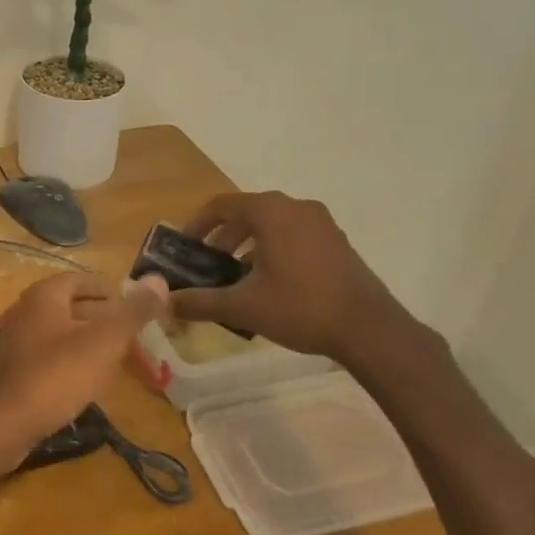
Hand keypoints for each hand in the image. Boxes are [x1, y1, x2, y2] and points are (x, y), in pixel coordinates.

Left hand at [0, 271, 168, 468]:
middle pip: (74, 306)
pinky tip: (91, 381)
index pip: (83, 280)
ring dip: (93, 343)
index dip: (113, 291)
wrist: (4, 425)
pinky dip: (74, 360)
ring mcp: (16, 340)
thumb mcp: (104, 342)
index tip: (138, 309)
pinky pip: (50, 355)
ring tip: (121, 361)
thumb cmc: (57, 375)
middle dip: (108, 321)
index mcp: (44, 295)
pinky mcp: (14, 369)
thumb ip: (133, 312)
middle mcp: (26, 310)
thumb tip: (160, 279)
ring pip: (64, 332)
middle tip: (137, 340)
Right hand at [169, 192, 425, 368]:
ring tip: (235, 276)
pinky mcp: (337, 241)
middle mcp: (296, 207)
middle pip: (246, 212)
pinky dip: (273, 249)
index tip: (184, 247)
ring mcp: (321, 223)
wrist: (370, 330)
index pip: (221, 205)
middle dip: (222, 237)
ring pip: (272, 224)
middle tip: (207, 264)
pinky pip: (293, 234)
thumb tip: (165, 302)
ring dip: (247, 244)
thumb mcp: (243, 307)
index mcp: (270, 211)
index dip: (196, 224)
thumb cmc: (300, 308)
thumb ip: (200, 302)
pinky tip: (270, 282)